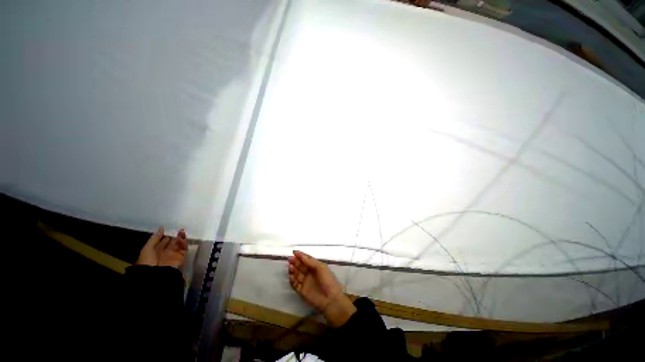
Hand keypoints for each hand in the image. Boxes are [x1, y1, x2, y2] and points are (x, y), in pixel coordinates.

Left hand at [136, 227, 187, 267]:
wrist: (154, 274)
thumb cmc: (147, 261)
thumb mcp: (147, 248)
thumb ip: (155, 238)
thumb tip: (161, 227)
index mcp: (156, 250)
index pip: (163, 240)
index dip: (166, 234)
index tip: (169, 228)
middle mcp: (166, 251)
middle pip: (172, 241)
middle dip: (175, 235)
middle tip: (178, 228)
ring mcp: (174, 254)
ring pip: (179, 244)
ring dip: (181, 237)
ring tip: (181, 231)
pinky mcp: (181, 256)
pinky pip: (184, 248)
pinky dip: (184, 243)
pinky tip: (181, 238)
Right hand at [288, 251, 355, 326]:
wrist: (330, 299)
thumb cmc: (327, 280)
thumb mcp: (321, 268)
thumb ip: (310, 262)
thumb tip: (300, 255)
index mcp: (315, 267)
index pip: (306, 259)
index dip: (300, 255)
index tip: (294, 252)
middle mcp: (310, 273)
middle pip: (301, 266)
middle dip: (295, 262)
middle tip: (289, 259)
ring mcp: (305, 282)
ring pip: (297, 274)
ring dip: (293, 270)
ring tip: (290, 267)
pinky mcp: (302, 291)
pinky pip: (295, 285)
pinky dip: (292, 280)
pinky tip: (291, 276)